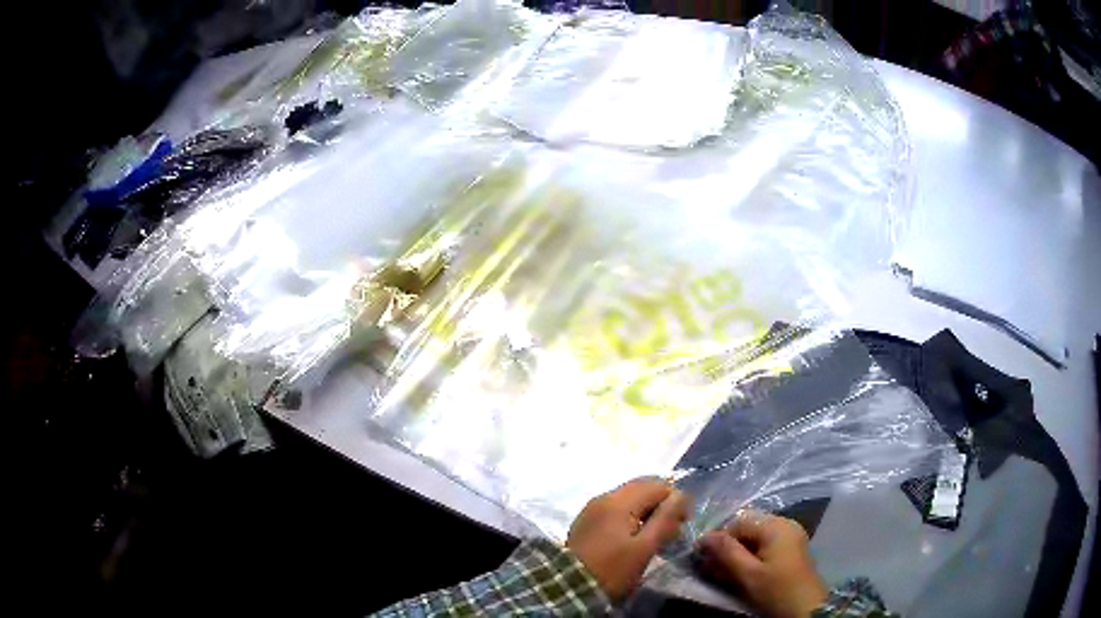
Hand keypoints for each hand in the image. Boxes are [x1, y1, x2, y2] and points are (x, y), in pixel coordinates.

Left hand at [567, 478, 689, 600]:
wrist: (569, 588)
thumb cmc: (612, 570)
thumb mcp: (644, 548)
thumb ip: (665, 519)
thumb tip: (681, 496)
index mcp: (619, 501)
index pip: (658, 485)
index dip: (676, 501)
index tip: (682, 525)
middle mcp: (605, 497)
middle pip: (643, 487)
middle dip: (662, 503)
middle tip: (672, 529)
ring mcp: (593, 508)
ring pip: (630, 497)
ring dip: (647, 510)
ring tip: (655, 535)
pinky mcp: (587, 520)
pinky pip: (616, 508)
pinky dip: (632, 515)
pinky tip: (635, 536)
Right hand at [697, 511, 827, 617]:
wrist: (806, 609)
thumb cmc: (777, 590)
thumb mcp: (748, 574)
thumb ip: (727, 553)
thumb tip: (704, 537)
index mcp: (776, 526)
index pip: (739, 521)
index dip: (719, 538)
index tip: (703, 558)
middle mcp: (785, 525)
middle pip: (748, 528)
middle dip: (728, 547)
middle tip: (711, 568)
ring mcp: (790, 537)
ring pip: (755, 539)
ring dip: (737, 554)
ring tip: (723, 573)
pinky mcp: (791, 550)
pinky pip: (765, 546)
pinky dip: (750, 557)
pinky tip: (740, 573)